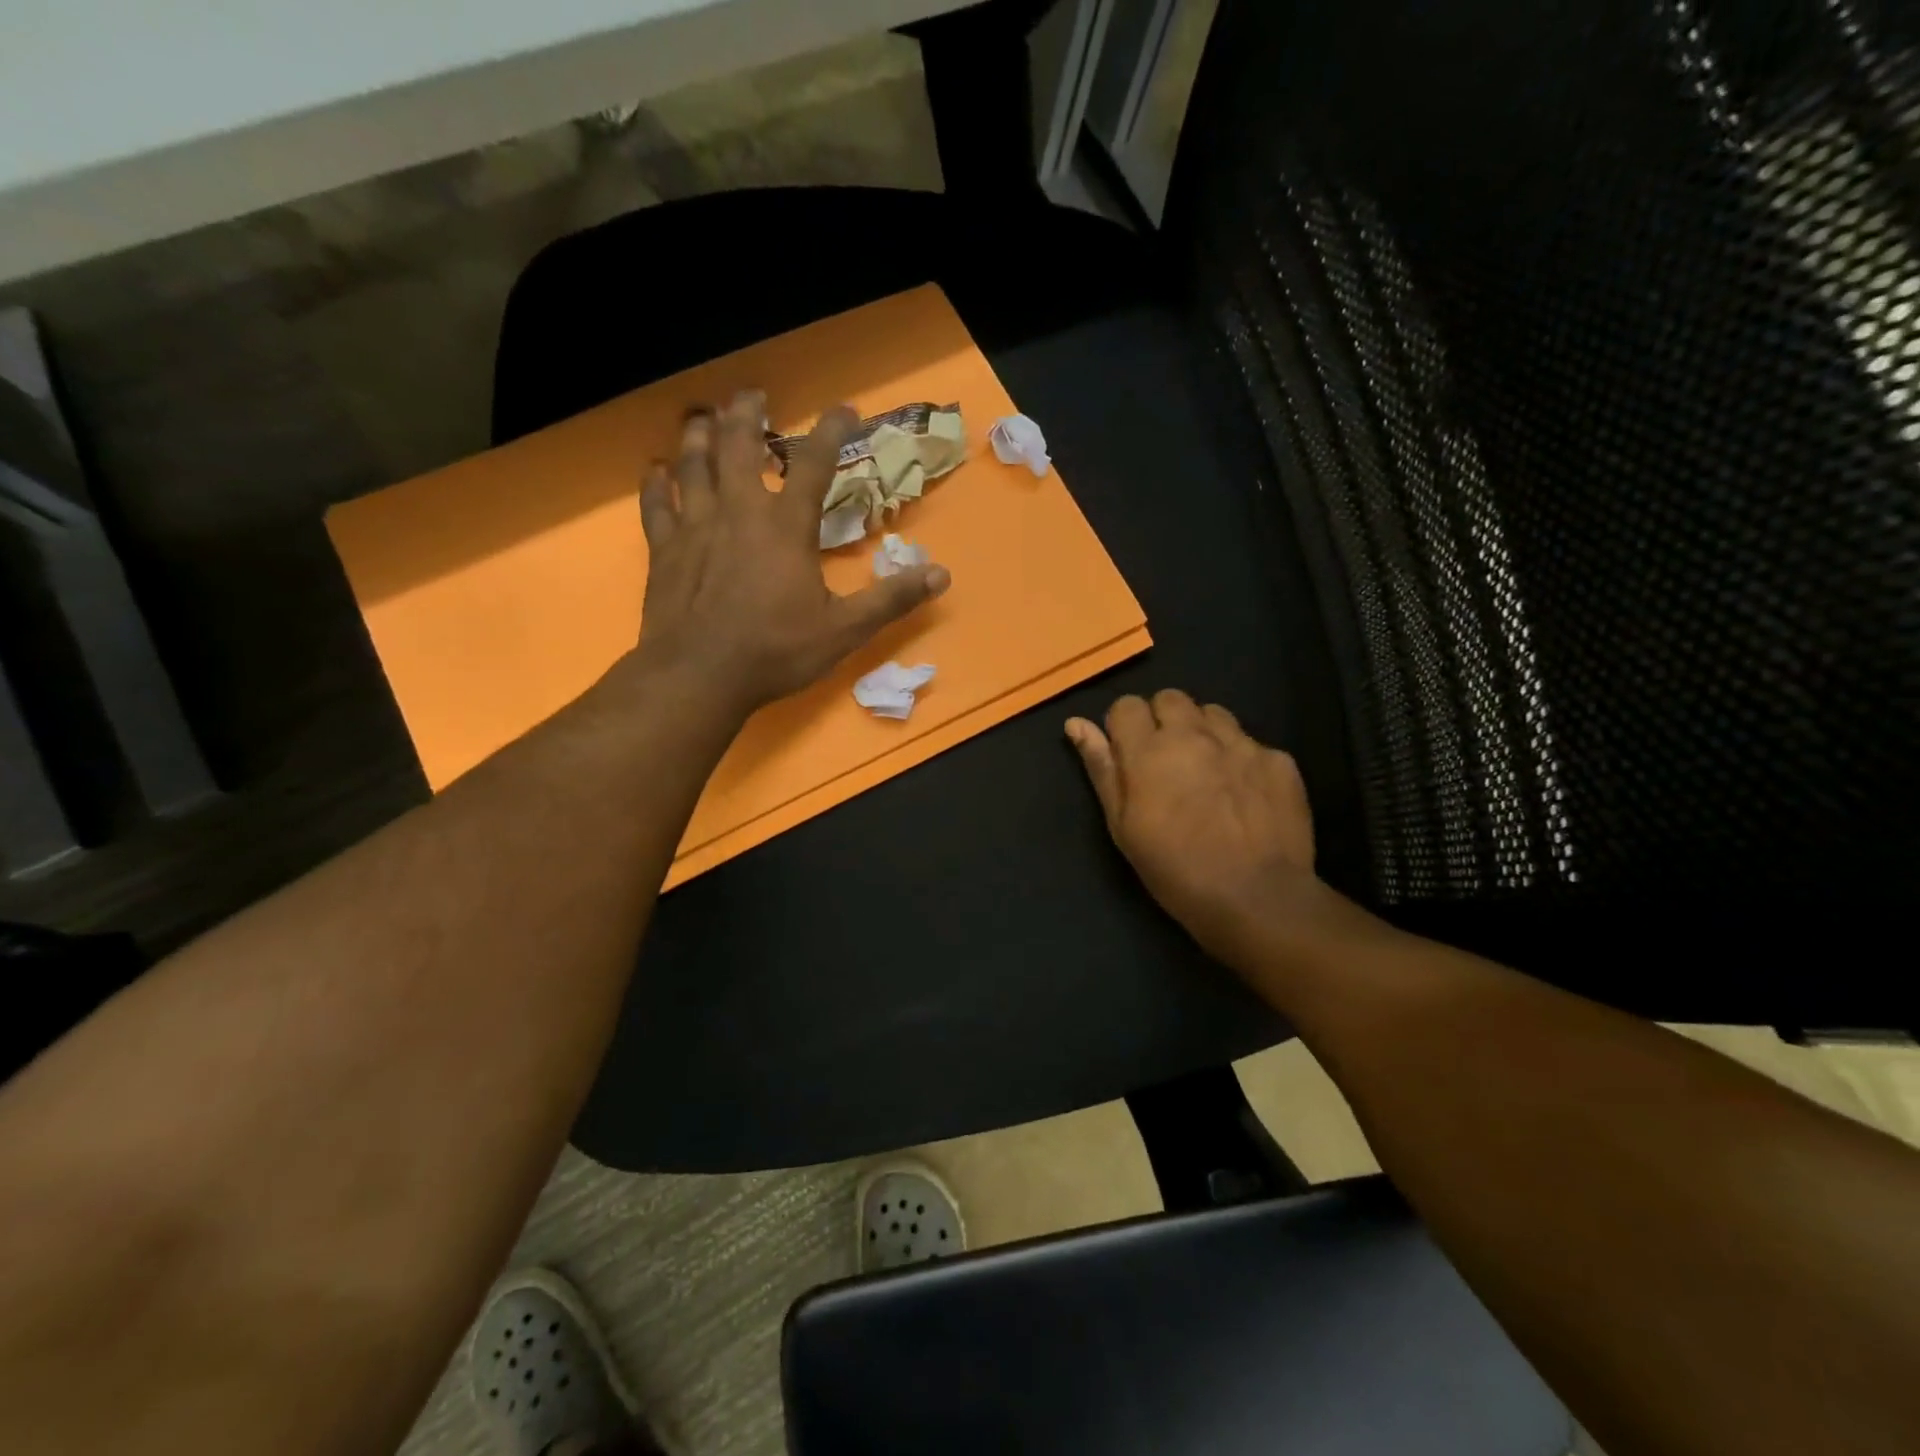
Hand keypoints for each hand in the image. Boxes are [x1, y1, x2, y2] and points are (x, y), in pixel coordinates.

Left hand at [634, 391, 949, 715]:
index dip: (831, 431)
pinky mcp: (664, 549)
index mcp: (786, 527)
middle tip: (750, 394)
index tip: (844, 409)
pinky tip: (654, 470)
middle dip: (746, 414)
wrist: (699, 676)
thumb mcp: (844, 631)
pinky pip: (656, 504)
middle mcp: (739, 512)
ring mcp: (695, 526)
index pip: (814, 464)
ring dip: (699, 436)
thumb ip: (891, 599)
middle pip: (738, 445)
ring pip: (692, 464)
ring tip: (702, 416)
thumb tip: (942, 575)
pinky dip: (655, 483)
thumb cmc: (776, 652)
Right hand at [1066, 690, 1316, 964]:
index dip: (1124, 727)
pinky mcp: (1279, 759)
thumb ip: (1102, 768)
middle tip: (1166, 762)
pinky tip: (1244, 795)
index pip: (1126, 705)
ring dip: (1202, 732)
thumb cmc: (1176, 870)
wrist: (1258, 899)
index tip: (1129, 757)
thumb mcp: (1123, 826)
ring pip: (1213, 713)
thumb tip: (1076, 724)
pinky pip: (1251, 743)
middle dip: (1163, 720)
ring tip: (1206, 772)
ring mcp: (1241, 743)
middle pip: (1170, 698)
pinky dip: (1241, 759)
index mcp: (1149, 750)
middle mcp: (1194, 734)